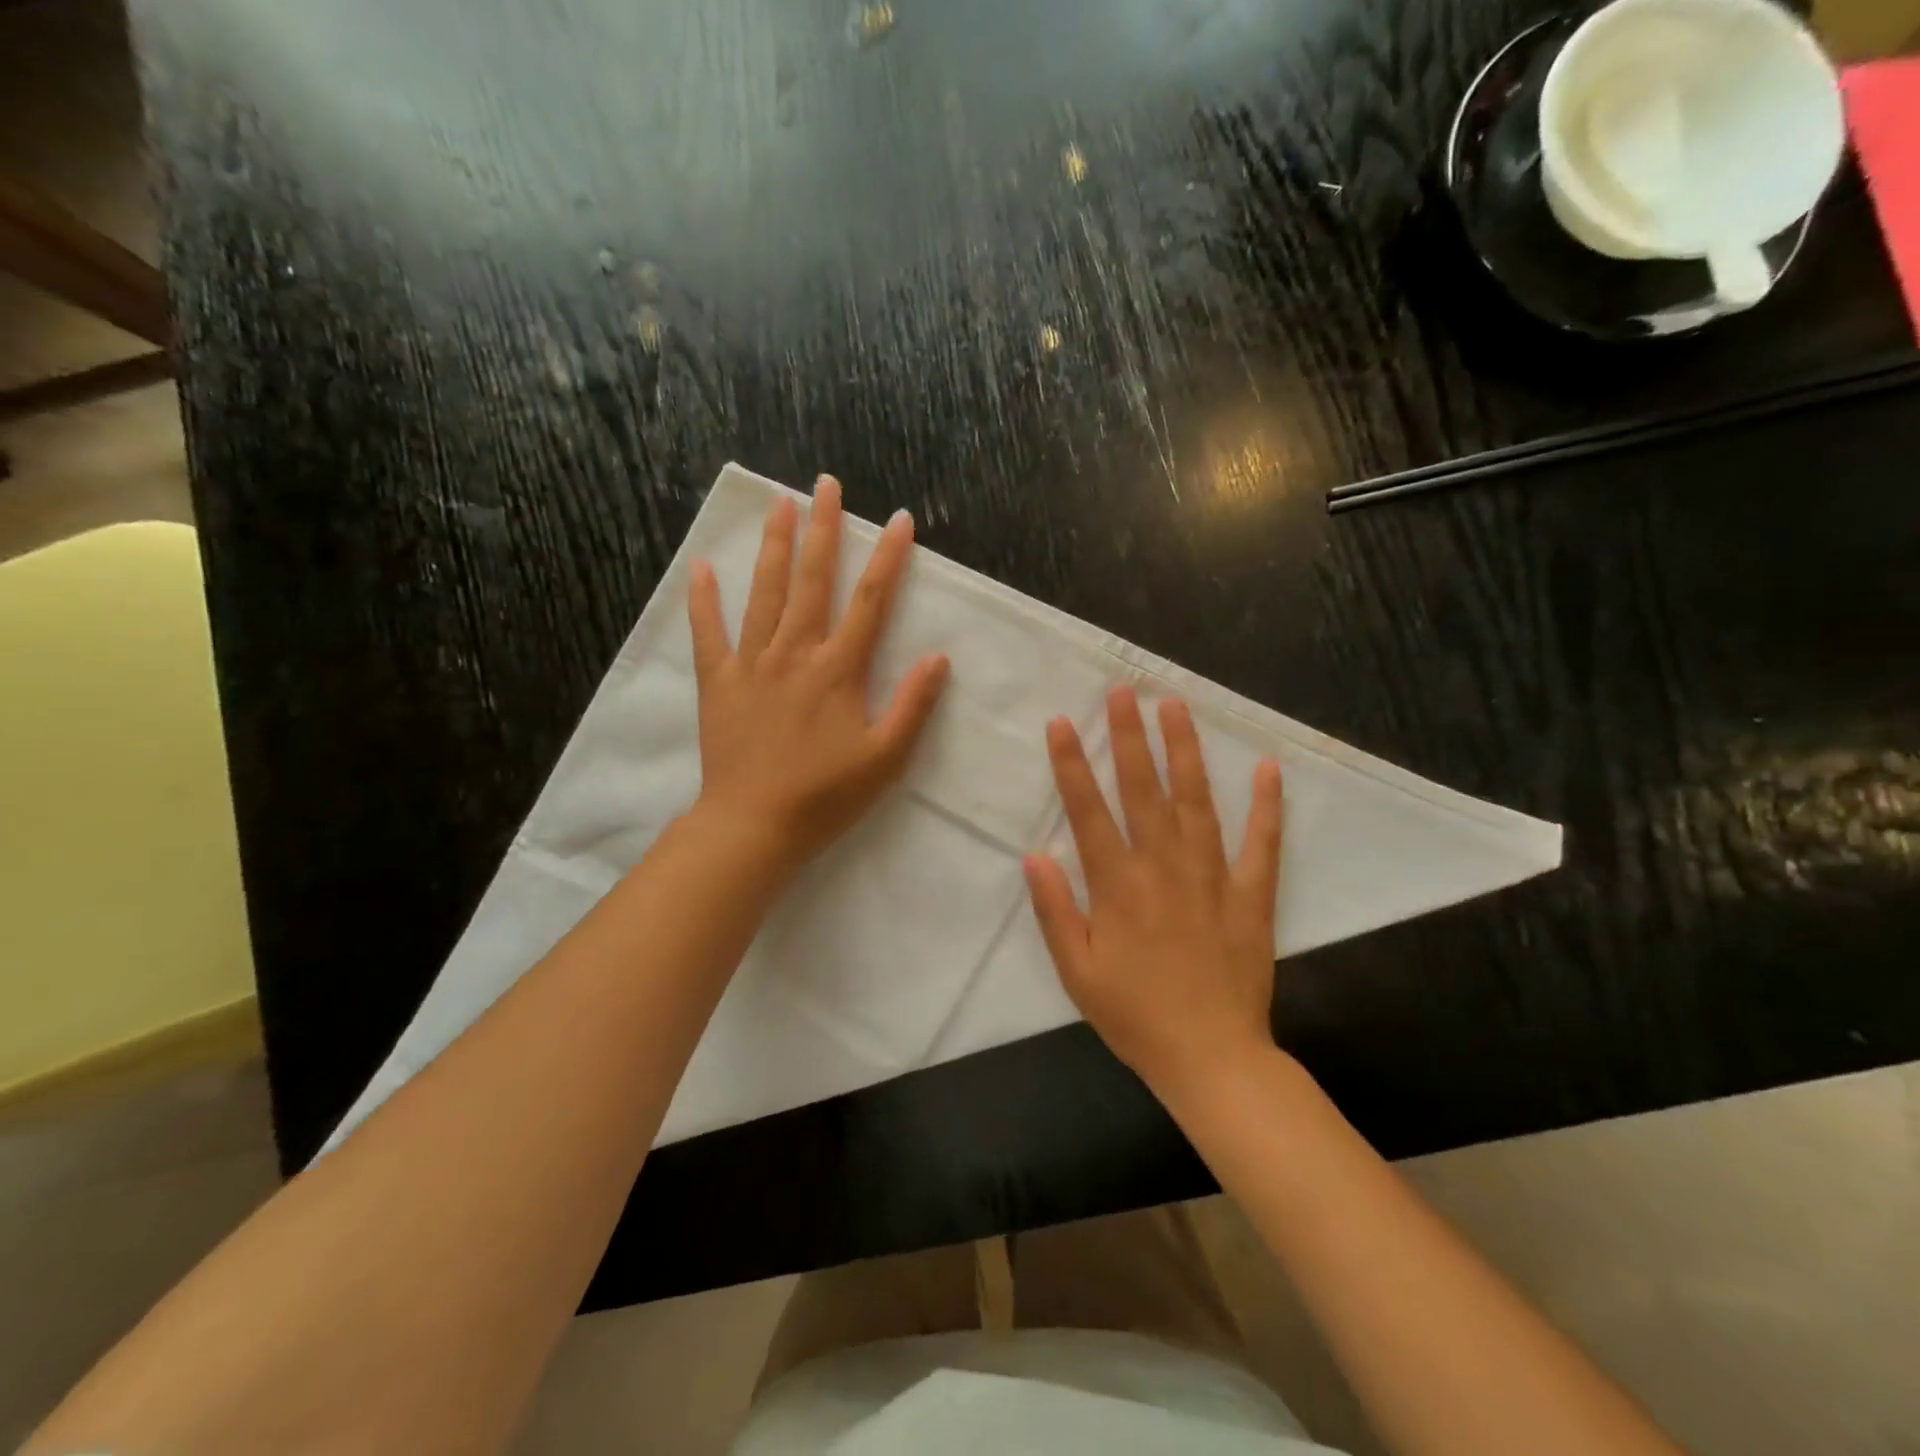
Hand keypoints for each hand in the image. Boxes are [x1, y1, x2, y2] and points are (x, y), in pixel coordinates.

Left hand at [688, 475, 949, 874]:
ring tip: (779, 502)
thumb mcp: (885, 758)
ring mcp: (752, 664)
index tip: (899, 519)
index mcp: (839, 671)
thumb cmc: (826, 796)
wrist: (754, 826)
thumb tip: (938, 657)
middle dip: (822, 529)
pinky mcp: (719, 683)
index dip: (888, 559)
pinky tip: (703, 568)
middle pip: (812, 580)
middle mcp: (796, 654)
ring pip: (765, 594)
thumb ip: (913, 705)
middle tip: (824, 483)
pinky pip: (709, 634)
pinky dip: (704, 600)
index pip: (870, 602)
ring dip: (774, 547)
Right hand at [1024, 686, 1283, 1107]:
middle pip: (1143, 790)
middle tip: (1124, 690)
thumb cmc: (1134, 1015)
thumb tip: (1035, 853)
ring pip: (1196, 801)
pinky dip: (1266, 805)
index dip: (1073, 764)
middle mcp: (1163, 868)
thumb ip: (1055, 910)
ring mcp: (1212, 877)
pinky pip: (1261, 843)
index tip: (1063, 722)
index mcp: (1118, 886)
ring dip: (1185, 751)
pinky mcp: (1251, 895)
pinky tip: (1267, 767)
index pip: (1089, 811)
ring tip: (1176, 706)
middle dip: (1130, 736)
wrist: (1211, 1057)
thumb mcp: (1077, 972)